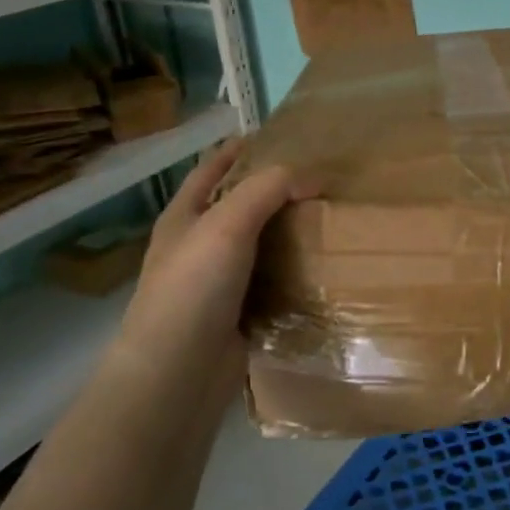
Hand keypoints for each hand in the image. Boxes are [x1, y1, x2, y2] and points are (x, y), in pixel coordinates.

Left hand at [112, 139, 313, 403]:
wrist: (178, 372)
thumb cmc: (193, 287)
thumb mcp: (227, 223)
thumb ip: (267, 189)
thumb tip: (312, 177)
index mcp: (185, 217)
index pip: (213, 169)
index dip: (239, 150)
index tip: (278, 136)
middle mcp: (200, 246)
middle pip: (242, 207)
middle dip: (276, 192)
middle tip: (322, 180)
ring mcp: (219, 283)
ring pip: (262, 246)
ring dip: (291, 233)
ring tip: (332, 218)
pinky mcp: (240, 314)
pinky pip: (274, 282)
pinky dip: (296, 272)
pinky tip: (324, 266)